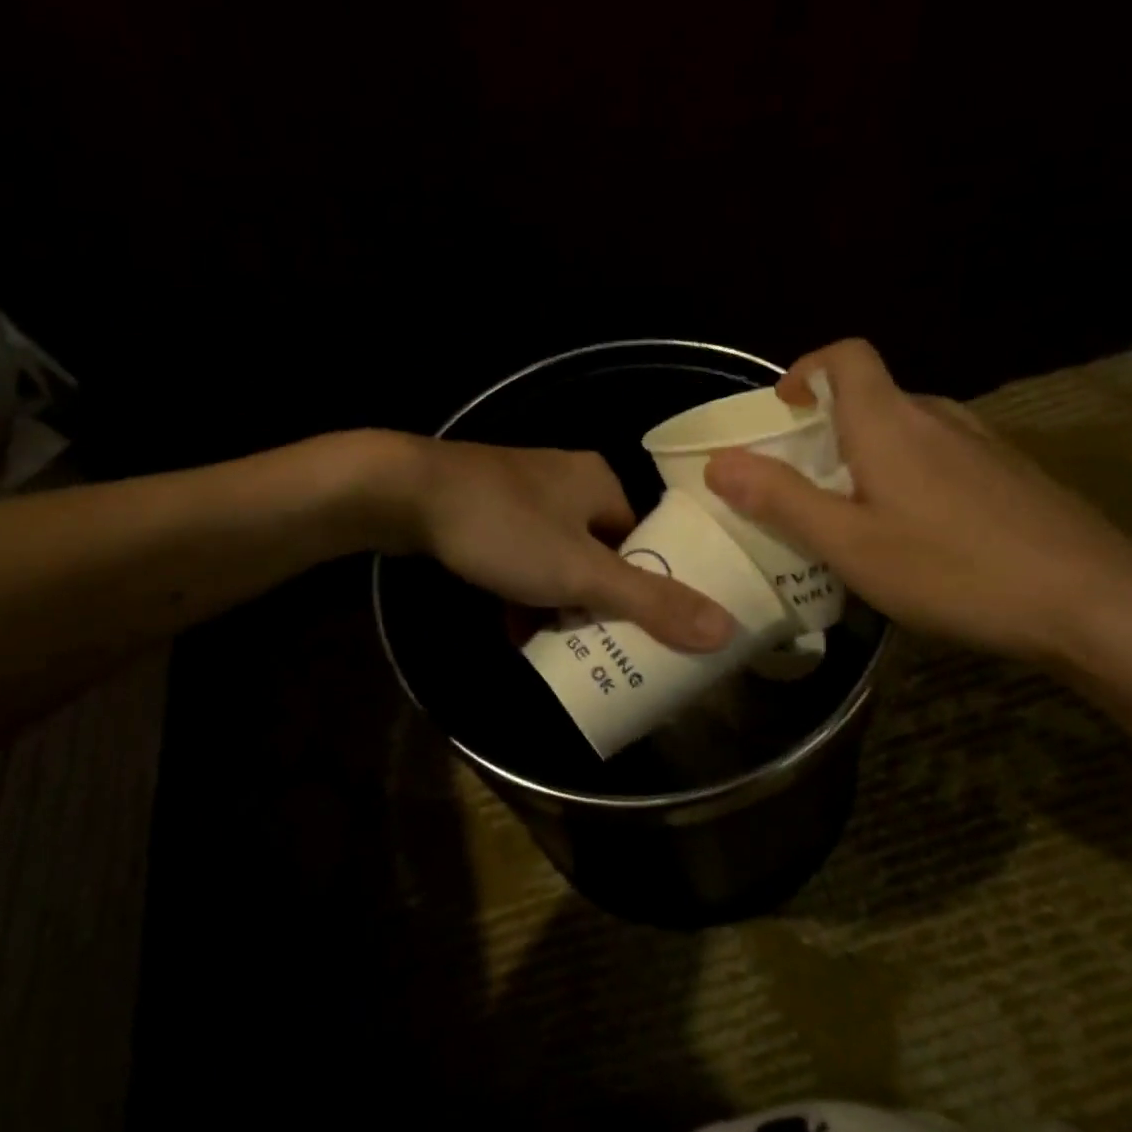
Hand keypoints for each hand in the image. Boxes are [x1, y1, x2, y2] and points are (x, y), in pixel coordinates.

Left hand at [388, 437, 735, 652]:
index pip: (643, 540)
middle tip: (602, 648)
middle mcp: (567, 480)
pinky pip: (520, 556)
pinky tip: (513, 631)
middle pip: (601, 553)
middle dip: (598, 603)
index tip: (647, 632)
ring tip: (559, 650)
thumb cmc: (504, 529)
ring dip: (558, 603)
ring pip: (558, 558)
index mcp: (600, 483)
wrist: (405, 492)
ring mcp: (522, 493)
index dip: (648, 587)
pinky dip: (522, 591)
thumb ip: (650, 601)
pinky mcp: (486, 508)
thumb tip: (727, 629)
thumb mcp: (580, 572)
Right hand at [702, 340, 1131, 662]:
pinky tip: (921, 535)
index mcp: (889, 421)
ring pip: (909, 429)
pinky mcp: (1013, 474)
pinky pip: (943, 456)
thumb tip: (719, 463)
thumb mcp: (849, 543)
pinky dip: (912, 475)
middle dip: (829, 428)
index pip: (847, 356)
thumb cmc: (954, 568)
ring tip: (857, 513)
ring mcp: (983, 444)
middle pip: (872, 396)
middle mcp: (937, 417)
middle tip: (806, 483)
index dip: (807, 368)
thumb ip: (780, 500)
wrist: (1096, 602)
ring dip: (871, 455)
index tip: (783, 410)